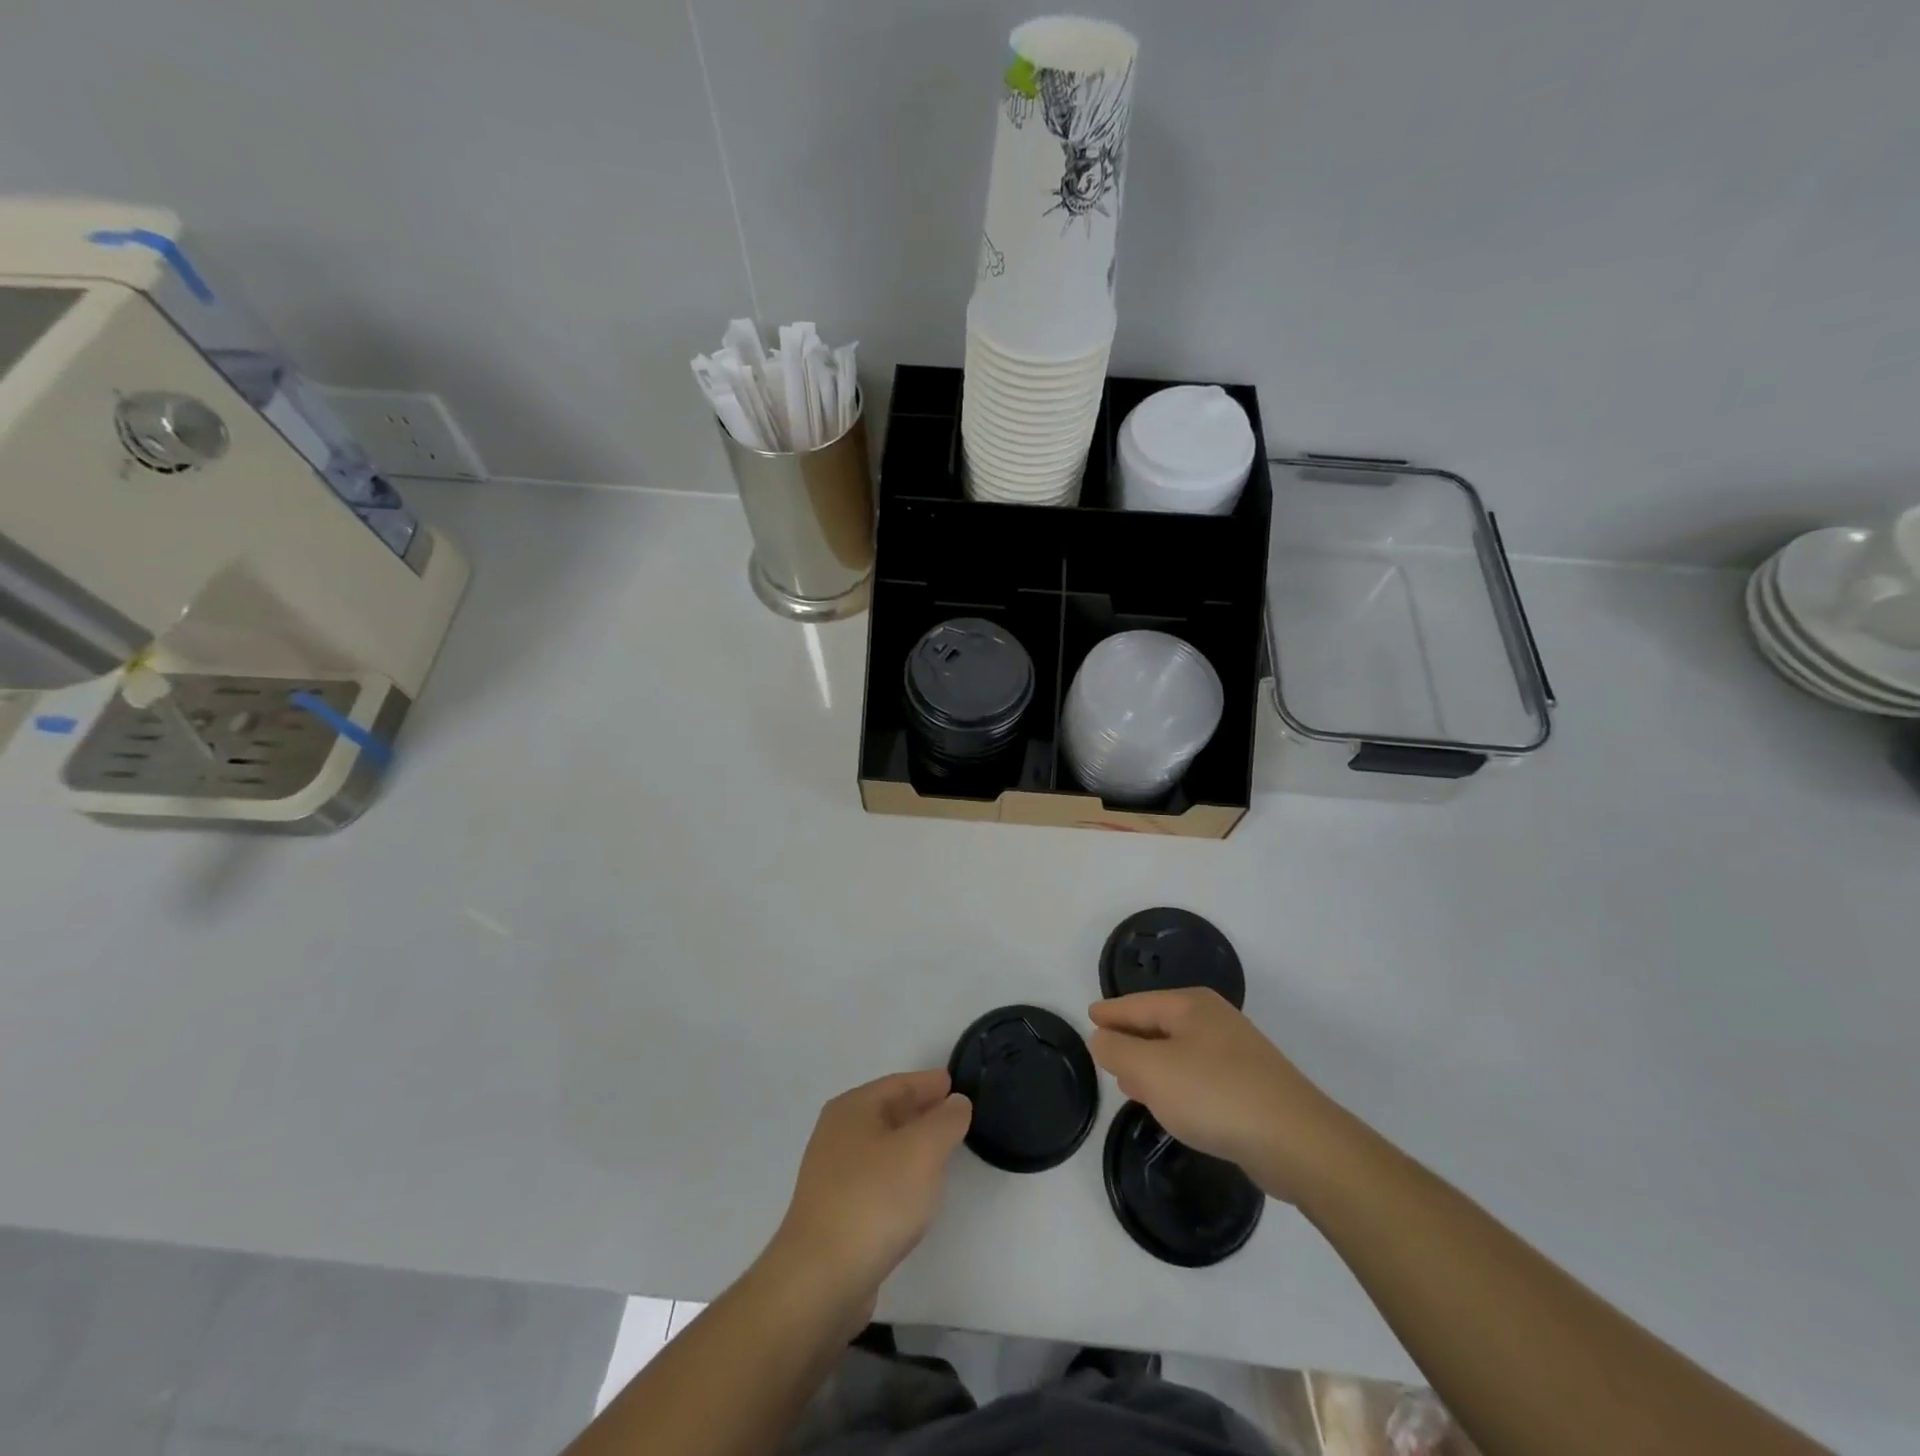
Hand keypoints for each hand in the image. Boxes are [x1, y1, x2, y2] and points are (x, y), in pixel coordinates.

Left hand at [772, 1070, 971, 1304]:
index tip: (955, 1085)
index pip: (898, 1084)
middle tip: (955, 1115)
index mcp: (853, 1109)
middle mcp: (837, 1134)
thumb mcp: (923, 1150)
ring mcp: (832, 1175)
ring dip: (911, 1144)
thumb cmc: (875, 1199)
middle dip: (921, 1111)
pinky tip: (916, 1191)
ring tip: (942, 1151)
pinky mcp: (835, 1212)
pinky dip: (899, 1174)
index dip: (929, 1083)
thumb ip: (946, 1120)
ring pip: (882, 1146)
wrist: (821, 1279)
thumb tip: (955, 1102)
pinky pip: (876, 1178)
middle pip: (888, 1112)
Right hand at [1089, 989, 1349, 1203]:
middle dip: (1131, 1038)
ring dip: (1153, 1065)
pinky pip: (1199, 1075)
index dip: (1110, 1013)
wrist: (1298, 1142)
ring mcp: (1237, 1052)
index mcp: (1190, 1006)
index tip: (1089, 1017)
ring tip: (1130, 1084)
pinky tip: (1172, 1106)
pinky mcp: (1251, 1085)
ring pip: (1179, 1051)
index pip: (1137, 1004)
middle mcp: (1214, 1020)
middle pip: (1159, 1024)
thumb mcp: (1151, 1071)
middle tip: (1105, 1053)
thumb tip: (1101, 1037)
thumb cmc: (1215, 1095)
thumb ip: (1118, 1051)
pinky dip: (1178, 1085)